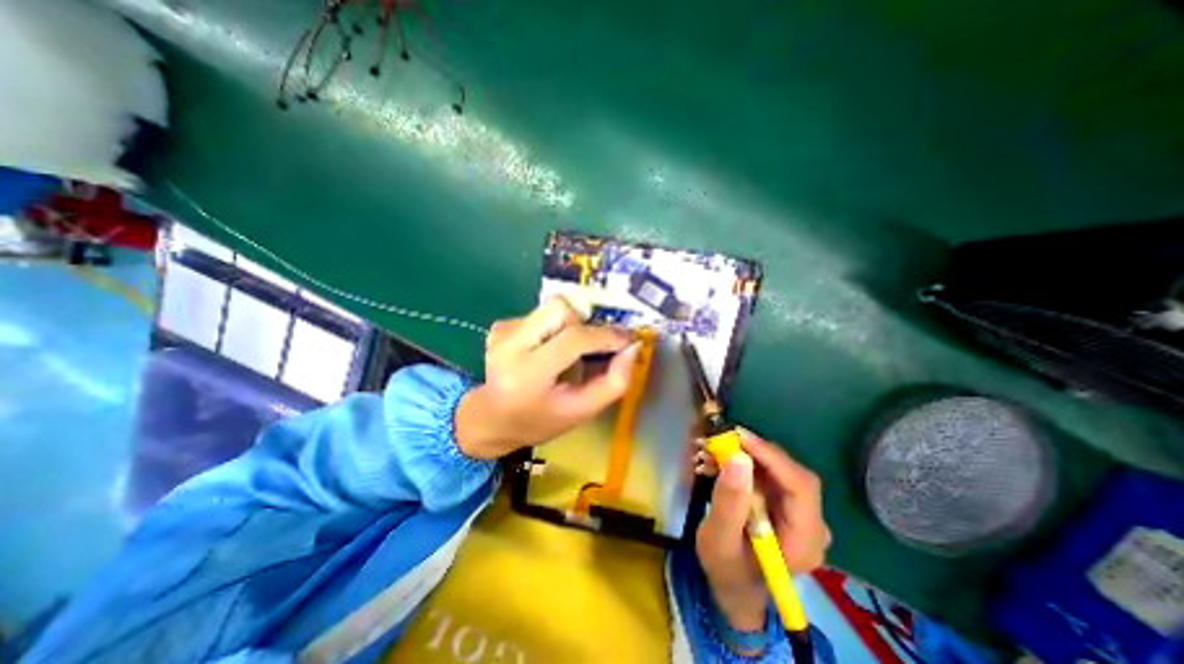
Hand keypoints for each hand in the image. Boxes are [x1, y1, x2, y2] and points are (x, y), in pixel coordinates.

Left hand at [456, 296, 639, 459]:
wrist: (492, 418)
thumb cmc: (541, 420)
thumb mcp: (583, 411)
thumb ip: (614, 382)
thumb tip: (632, 347)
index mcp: (528, 374)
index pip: (573, 339)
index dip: (606, 335)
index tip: (627, 339)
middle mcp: (509, 346)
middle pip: (560, 308)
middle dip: (583, 324)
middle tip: (588, 349)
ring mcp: (502, 332)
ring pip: (551, 307)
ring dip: (568, 327)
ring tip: (563, 354)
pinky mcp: (500, 325)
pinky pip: (540, 314)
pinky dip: (552, 329)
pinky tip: (544, 352)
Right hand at [695, 433, 825, 633]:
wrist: (735, 589)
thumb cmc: (726, 571)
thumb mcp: (719, 540)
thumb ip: (729, 503)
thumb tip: (738, 459)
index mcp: (804, 540)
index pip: (800, 486)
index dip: (772, 456)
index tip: (739, 437)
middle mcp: (811, 524)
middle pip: (790, 474)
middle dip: (754, 452)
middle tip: (719, 441)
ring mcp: (800, 514)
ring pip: (778, 470)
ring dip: (745, 456)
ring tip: (712, 451)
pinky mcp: (786, 506)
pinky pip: (768, 475)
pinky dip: (744, 464)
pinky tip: (720, 462)